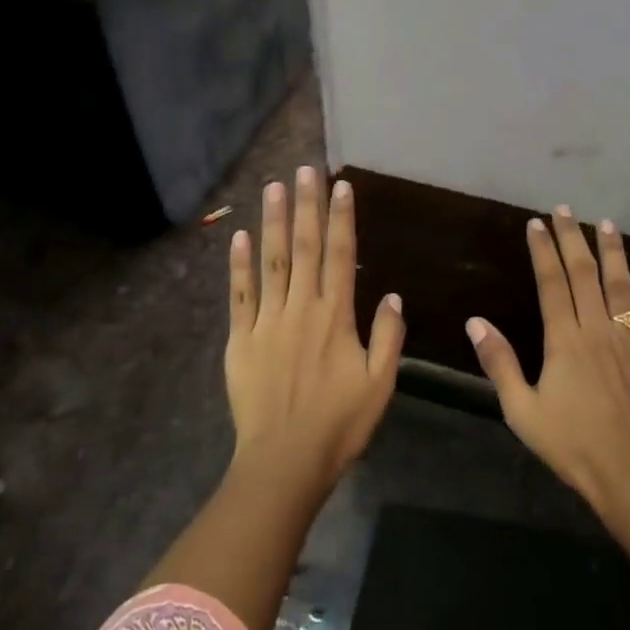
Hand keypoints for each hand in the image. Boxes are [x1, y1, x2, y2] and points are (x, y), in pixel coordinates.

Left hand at [226, 167, 404, 489]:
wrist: (285, 461)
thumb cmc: (340, 424)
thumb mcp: (380, 384)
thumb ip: (387, 336)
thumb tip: (391, 294)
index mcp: (336, 317)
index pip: (340, 255)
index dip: (342, 218)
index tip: (341, 185)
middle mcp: (301, 309)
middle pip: (304, 248)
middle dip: (306, 205)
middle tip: (304, 169)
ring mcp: (267, 321)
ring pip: (271, 262)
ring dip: (273, 222)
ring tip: (274, 186)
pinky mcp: (240, 339)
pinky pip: (239, 295)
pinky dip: (238, 265)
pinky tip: (239, 236)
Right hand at [466, 207, 629, 511]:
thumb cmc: (571, 446)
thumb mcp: (522, 410)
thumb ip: (499, 363)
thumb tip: (475, 322)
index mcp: (564, 341)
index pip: (551, 284)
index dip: (543, 251)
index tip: (537, 223)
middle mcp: (598, 331)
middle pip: (584, 275)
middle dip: (573, 239)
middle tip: (566, 210)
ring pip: (621, 286)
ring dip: (613, 252)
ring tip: (606, 223)